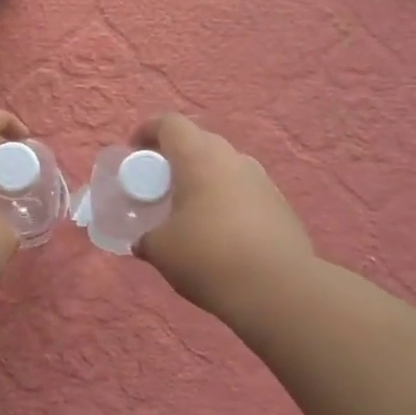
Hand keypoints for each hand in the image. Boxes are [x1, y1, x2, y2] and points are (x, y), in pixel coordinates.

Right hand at [131, 113, 315, 328]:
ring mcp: (262, 181)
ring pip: (225, 167)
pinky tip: (220, 233)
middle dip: (176, 157)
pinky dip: (227, 201)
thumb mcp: (161, 250)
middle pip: (199, 142)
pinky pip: (244, 191)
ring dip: (204, 179)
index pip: (170, 123)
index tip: (134, 150)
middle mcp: (233, 159)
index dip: (147, 131)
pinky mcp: (281, 206)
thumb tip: (144, 241)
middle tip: (159, 183)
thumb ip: (147, 238)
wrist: (279, 291)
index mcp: (199, 157)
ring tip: (190, 210)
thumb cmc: (208, 257)